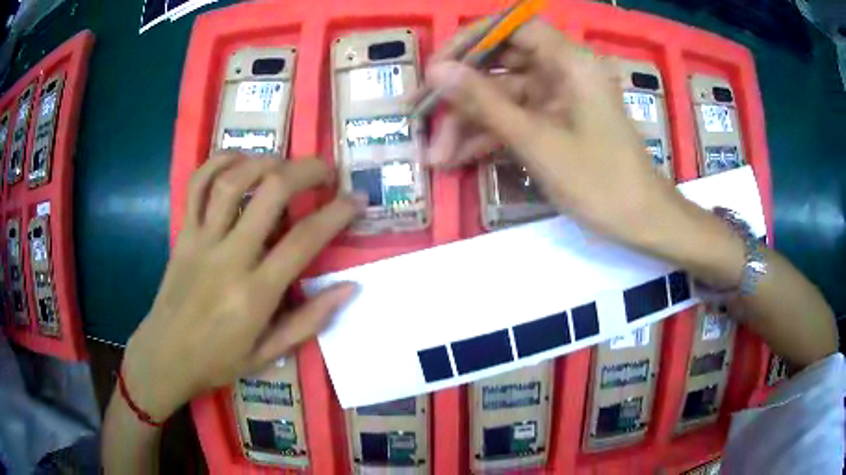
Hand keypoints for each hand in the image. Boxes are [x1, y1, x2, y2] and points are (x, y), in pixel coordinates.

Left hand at [122, 152, 362, 420]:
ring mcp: (201, 240)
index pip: (304, 240)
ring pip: (233, 180)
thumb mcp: (269, 354)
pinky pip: (197, 186)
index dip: (337, 213)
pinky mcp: (183, 233)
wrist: (165, 356)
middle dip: (306, 171)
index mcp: (255, 294)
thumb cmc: (218, 361)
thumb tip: (350, 287)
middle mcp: (229, 258)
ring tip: (285, 163)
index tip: (356, 199)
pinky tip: (239, 160)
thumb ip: (310, 320)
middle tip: (326, 170)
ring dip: (266, 161)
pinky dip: (218, 162)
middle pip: (270, 193)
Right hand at [426, 19, 686, 253]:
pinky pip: (516, 118)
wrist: (642, 222)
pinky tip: (459, 159)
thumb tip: (436, 70)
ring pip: (503, 96)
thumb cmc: (600, 181)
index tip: (437, 68)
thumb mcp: (537, 141)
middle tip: (420, 114)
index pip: (512, 27)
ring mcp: (559, 98)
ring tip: (436, 156)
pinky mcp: (556, 121)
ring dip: (469, 122)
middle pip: (501, 63)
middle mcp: (563, 70)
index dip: (471, 40)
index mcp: (569, 61)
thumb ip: (485, 102)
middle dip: (460, 91)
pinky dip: (489, 136)